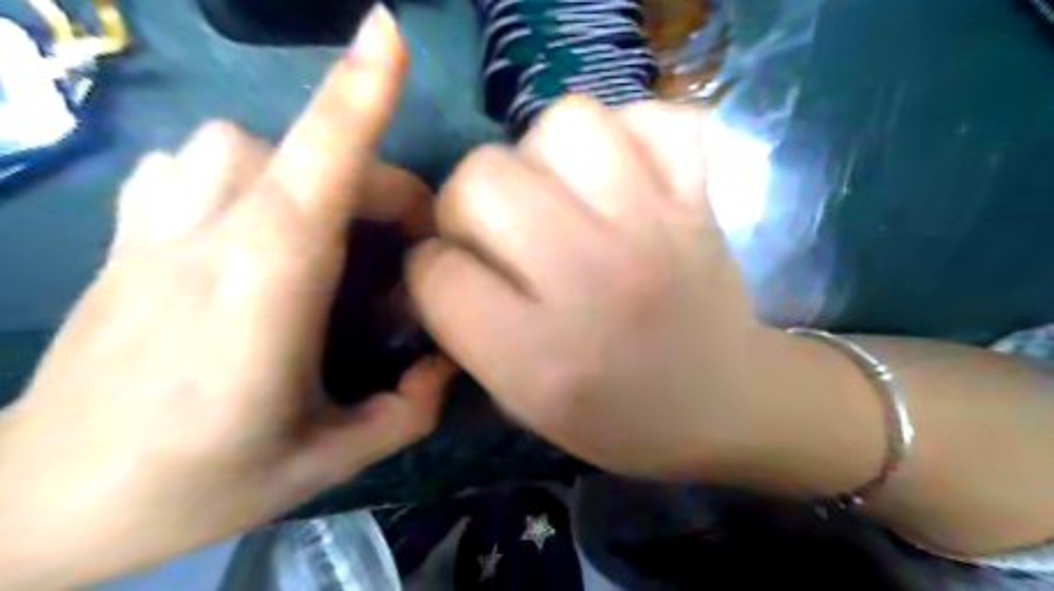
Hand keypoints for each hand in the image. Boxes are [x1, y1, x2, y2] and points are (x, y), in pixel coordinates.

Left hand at [0, 7, 447, 585]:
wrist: (41, 503)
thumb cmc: (197, 484)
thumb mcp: (327, 463)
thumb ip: (407, 411)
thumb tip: (446, 362)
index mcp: (265, 294)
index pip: (316, 172)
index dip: (354, 96)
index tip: (388, 31)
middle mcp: (210, 242)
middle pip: (300, 155)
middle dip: (375, 182)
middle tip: (403, 246)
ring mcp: (157, 230)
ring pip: (238, 144)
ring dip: (304, 168)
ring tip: (330, 229)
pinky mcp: (127, 235)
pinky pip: (191, 163)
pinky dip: (242, 171)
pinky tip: (255, 219)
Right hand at [410, 95, 779, 477]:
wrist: (727, 404)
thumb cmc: (622, 419)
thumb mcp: (526, 407)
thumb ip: (467, 336)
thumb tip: (433, 264)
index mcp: (542, 356)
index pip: (439, 272)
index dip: (430, 270)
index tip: (452, 277)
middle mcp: (593, 280)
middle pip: (483, 178)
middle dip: (466, 202)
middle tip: (496, 231)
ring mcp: (654, 229)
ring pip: (564, 125)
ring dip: (541, 155)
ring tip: (556, 194)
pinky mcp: (698, 200)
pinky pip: (653, 120)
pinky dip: (628, 135)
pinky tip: (620, 176)